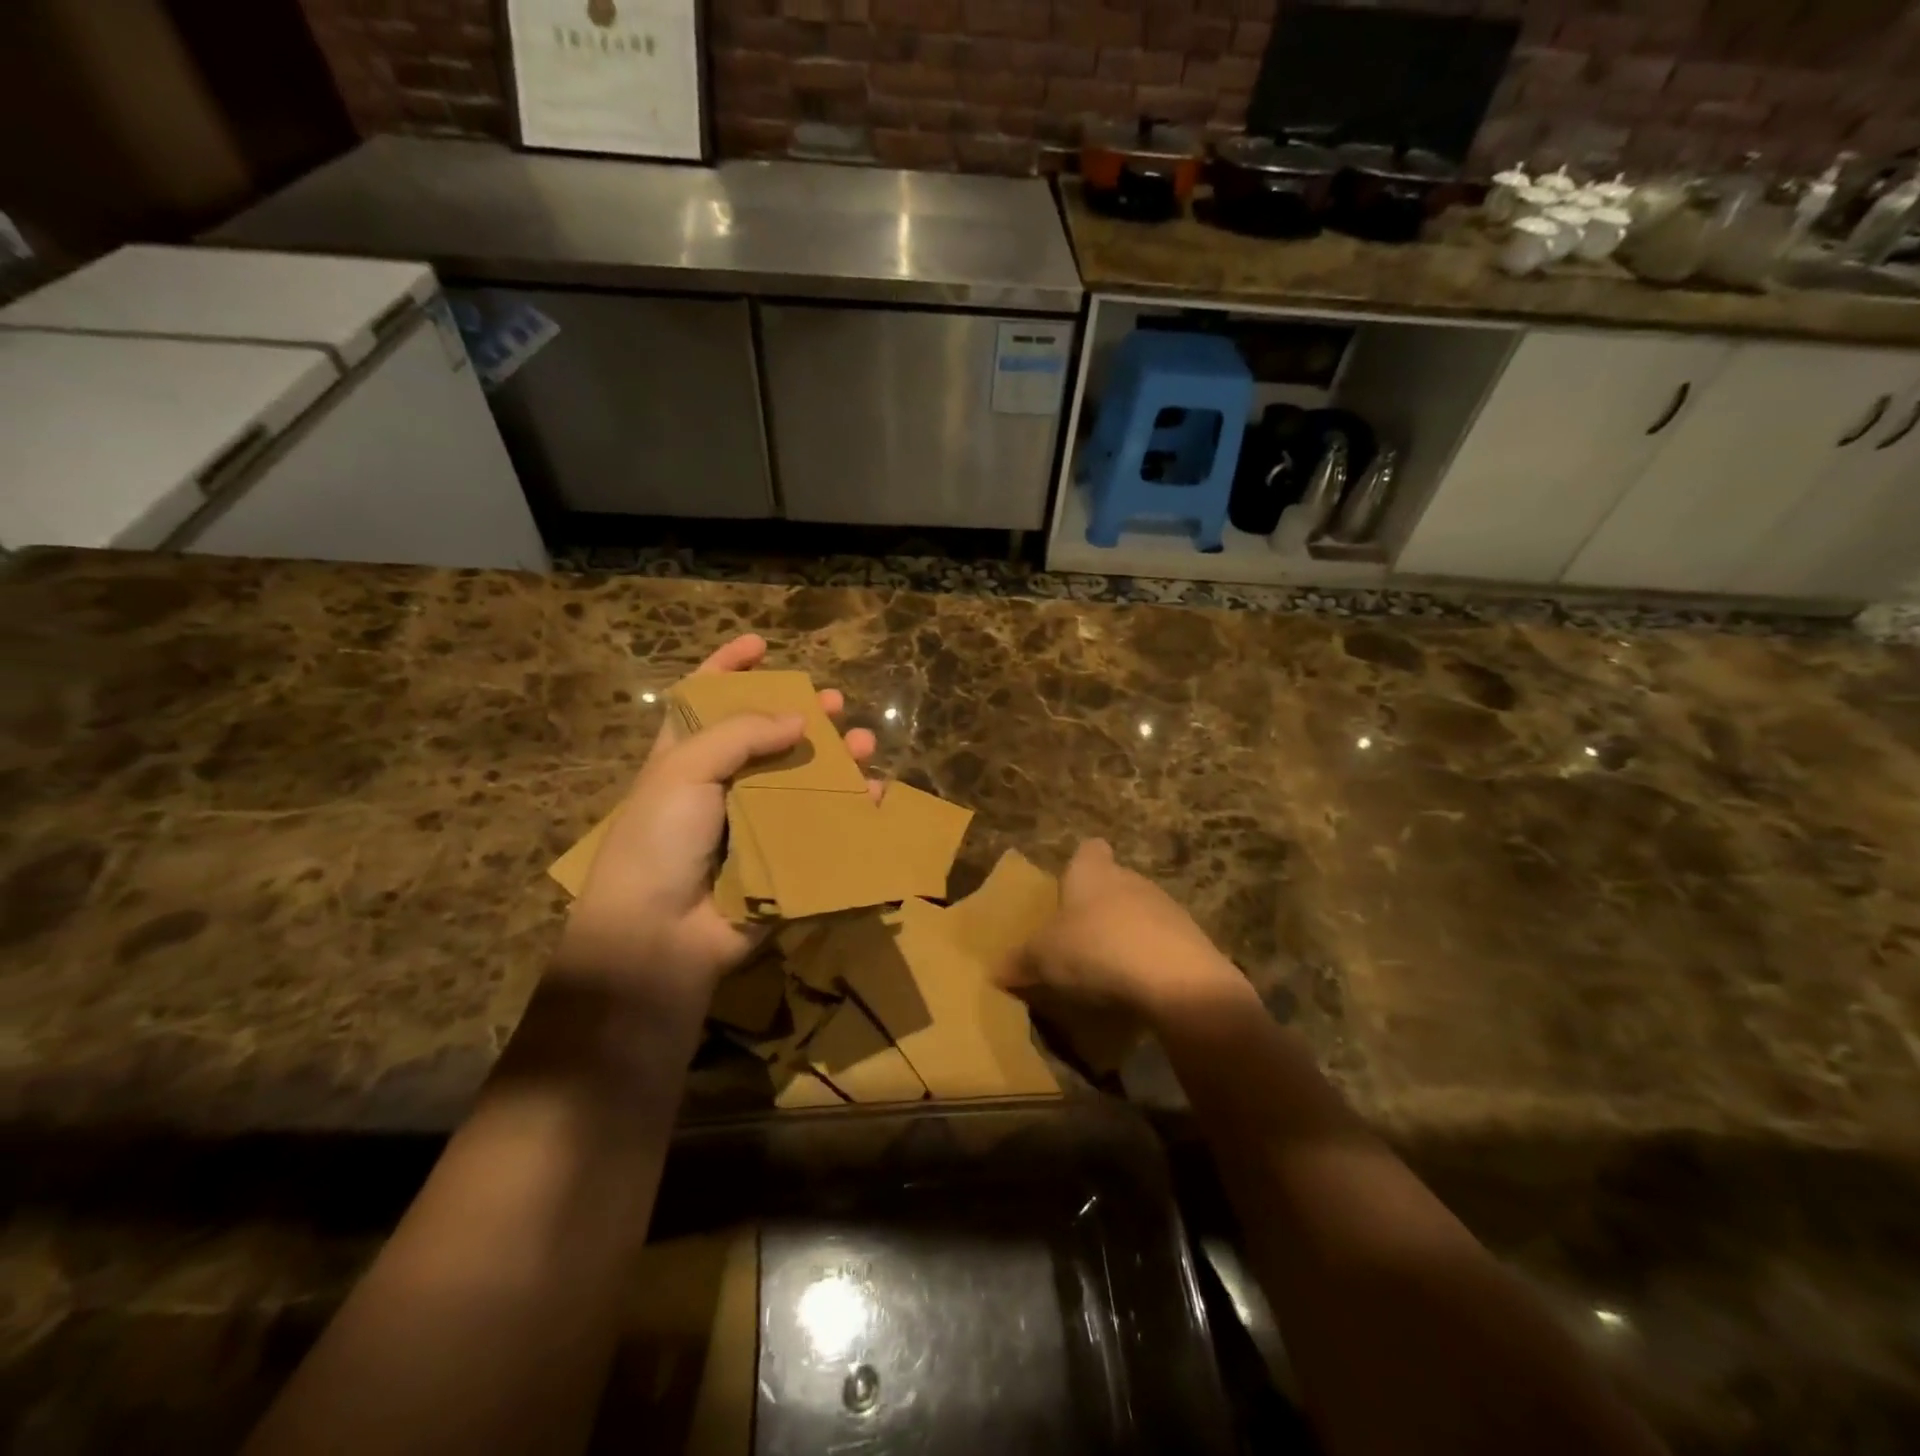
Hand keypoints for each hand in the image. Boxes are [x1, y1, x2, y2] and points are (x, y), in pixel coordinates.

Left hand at [558, 635, 875, 994]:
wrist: (659, 937)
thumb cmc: (659, 841)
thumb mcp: (684, 770)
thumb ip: (740, 734)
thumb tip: (798, 720)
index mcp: (685, 760)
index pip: (704, 700)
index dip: (728, 668)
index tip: (761, 645)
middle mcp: (721, 788)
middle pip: (767, 739)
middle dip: (802, 716)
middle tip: (834, 702)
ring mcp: (754, 826)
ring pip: (804, 782)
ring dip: (836, 761)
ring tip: (865, 744)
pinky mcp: (782, 860)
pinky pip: (822, 828)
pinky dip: (850, 811)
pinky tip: (875, 795)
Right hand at [1002, 840, 1248, 1021]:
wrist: (1175, 978)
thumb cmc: (1096, 949)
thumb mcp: (1043, 958)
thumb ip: (1019, 961)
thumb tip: (995, 970)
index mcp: (1092, 872)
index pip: (1089, 850)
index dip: (1080, 865)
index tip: (1069, 888)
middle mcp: (1131, 879)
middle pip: (1114, 883)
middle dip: (1099, 906)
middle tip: (1077, 940)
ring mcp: (1166, 907)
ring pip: (1139, 913)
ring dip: (1126, 934)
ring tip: (1106, 970)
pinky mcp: (1191, 939)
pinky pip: (1162, 943)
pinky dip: (1149, 960)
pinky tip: (1137, 988)